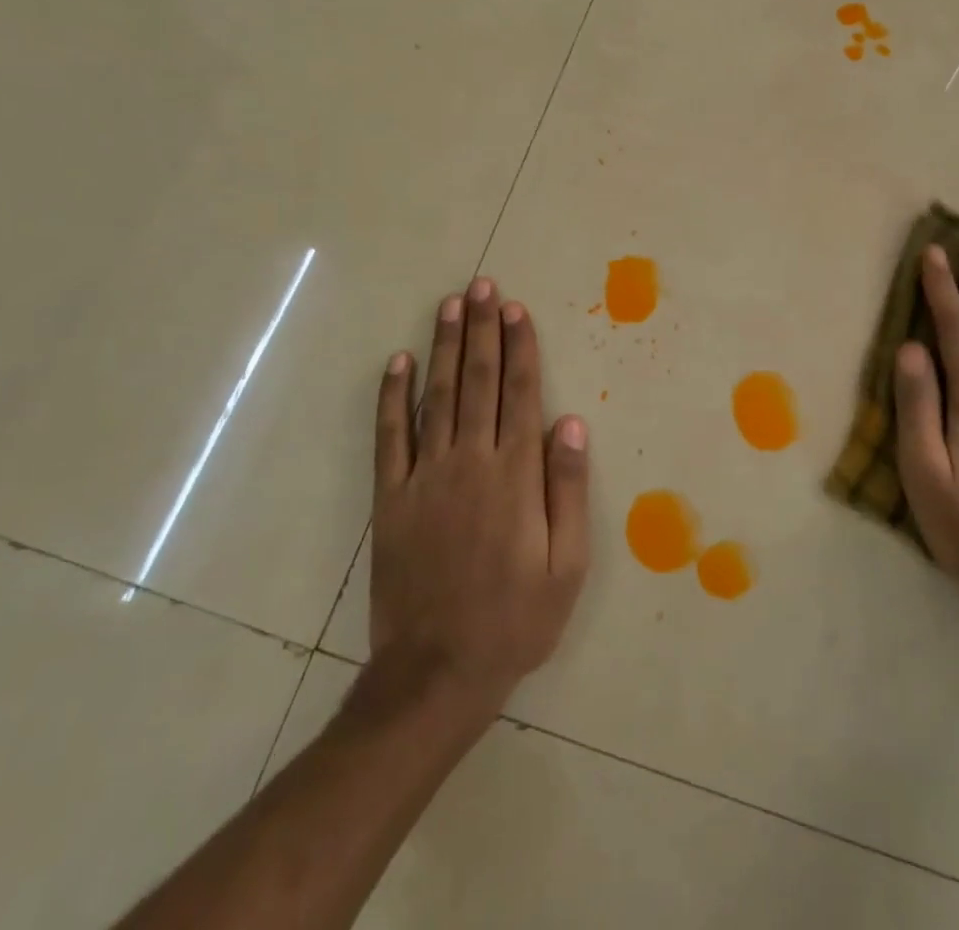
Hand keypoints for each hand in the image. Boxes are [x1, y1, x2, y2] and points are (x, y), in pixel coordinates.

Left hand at [369, 278, 589, 720]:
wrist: (437, 671)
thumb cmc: (515, 619)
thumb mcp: (567, 565)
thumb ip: (567, 490)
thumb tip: (569, 423)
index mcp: (515, 476)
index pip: (520, 394)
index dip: (520, 347)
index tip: (516, 309)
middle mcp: (470, 462)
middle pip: (478, 381)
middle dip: (482, 330)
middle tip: (482, 286)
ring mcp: (425, 476)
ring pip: (436, 396)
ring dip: (444, 347)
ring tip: (450, 305)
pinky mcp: (390, 497)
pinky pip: (390, 436)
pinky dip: (392, 397)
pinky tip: (396, 362)